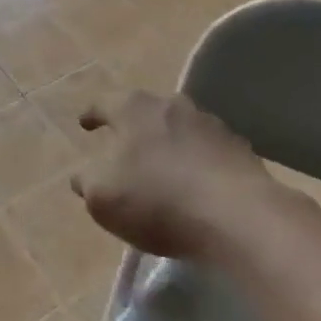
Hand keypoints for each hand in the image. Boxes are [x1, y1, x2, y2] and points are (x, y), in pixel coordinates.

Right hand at [70, 90, 269, 260]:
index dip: (91, 114)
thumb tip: (81, 175)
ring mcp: (209, 123)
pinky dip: (198, 161)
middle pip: (144, 110)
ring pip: (179, 127)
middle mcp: (170, 104)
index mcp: (132, 108)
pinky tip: (198, 184)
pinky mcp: (239, 149)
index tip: (84, 124)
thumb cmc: (158, 200)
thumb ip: (86, 181)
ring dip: (169, 142)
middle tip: (124, 144)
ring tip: (164, 165)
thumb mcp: (103, 197)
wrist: (239, 217)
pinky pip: (208, 151)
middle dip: (133, 126)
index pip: (103, 103)